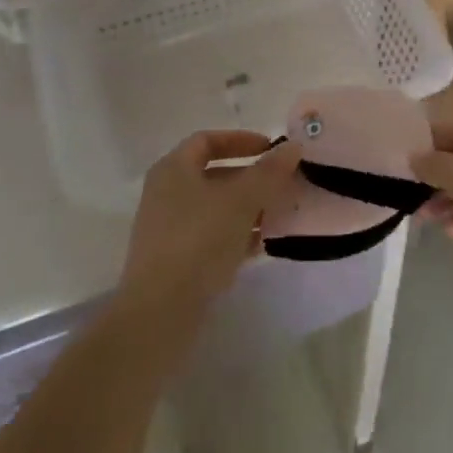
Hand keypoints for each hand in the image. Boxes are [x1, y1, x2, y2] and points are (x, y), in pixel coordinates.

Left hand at [117, 131, 299, 324]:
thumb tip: (292, 146)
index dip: (240, 139)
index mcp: (173, 169)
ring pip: (216, 208)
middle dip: (251, 178)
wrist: (160, 313)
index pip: (207, 140)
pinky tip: (263, 246)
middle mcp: (167, 194)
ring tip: (280, 215)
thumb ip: (269, 172)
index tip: (270, 149)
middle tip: (283, 184)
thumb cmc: (198, 241)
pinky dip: (238, 235)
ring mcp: (169, 229)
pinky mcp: (176, 261)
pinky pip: (212, 237)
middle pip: (214, 174)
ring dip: (248, 208)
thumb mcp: (241, 200)